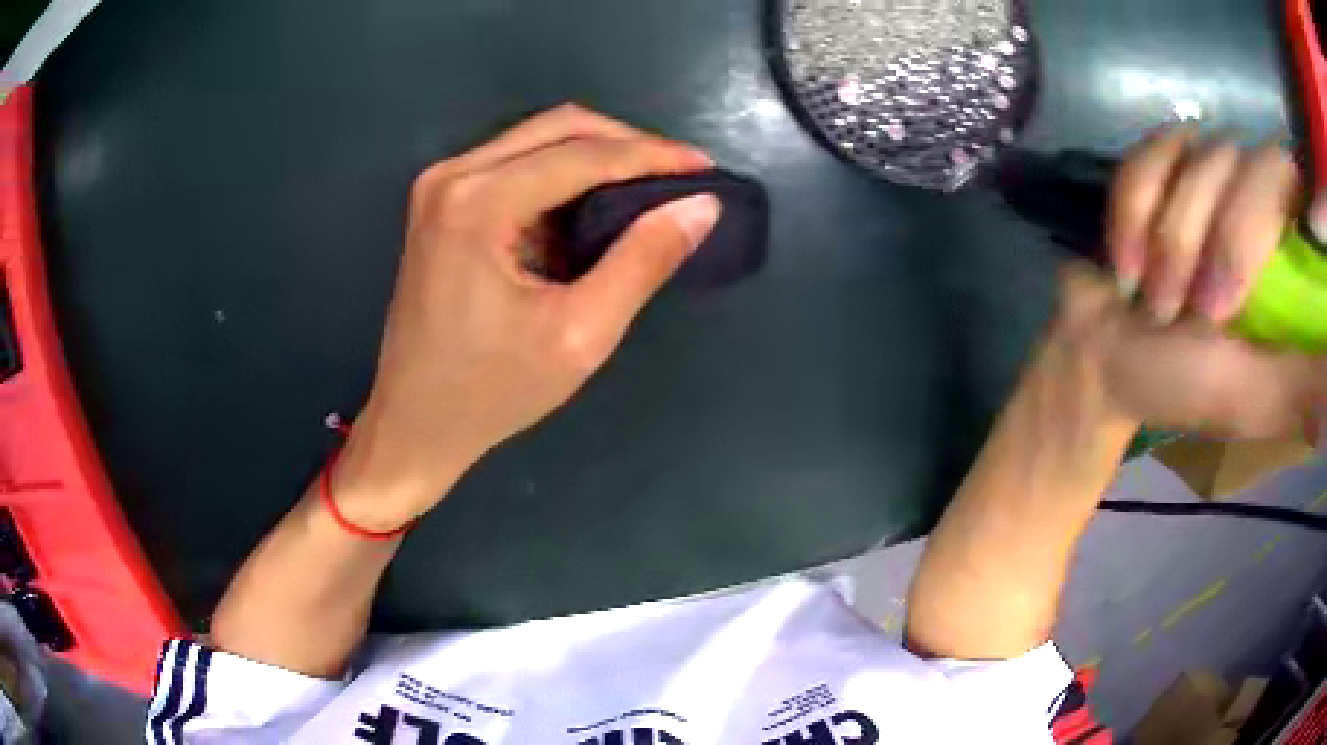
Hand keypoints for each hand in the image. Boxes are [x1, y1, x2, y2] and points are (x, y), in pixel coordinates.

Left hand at [335, 105, 720, 528]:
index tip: (706, 170)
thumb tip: (700, 206)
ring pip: (538, 138)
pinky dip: (563, 174)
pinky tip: (595, 204)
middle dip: (627, 144)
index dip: (653, 156)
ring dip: (597, 155)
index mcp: (478, 202)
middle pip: (559, 127)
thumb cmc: (492, 392)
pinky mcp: (441, 202)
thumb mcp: (579, 335)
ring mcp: (441, 184)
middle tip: (679, 176)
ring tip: (649, 188)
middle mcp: (453, 175)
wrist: (415, 423)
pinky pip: (516, 163)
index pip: (583, 154)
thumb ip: (642, 262)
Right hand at [1050, 129, 1324, 438]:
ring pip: (1200, 157)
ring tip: (1156, 304)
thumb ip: (1306, 385)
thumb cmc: (1188, 386)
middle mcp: (1256, 199)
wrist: (1108, 360)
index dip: (1268, 224)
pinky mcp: (1163, 163)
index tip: (1239, 294)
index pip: (1294, 187)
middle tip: (1199, 311)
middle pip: (1248, 165)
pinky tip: (1127, 262)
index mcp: (1289, 255)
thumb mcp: (1258, 397)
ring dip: (1172, 238)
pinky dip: (1134, 209)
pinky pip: (1150, 151)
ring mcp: (1209, 174)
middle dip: (1219, 240)